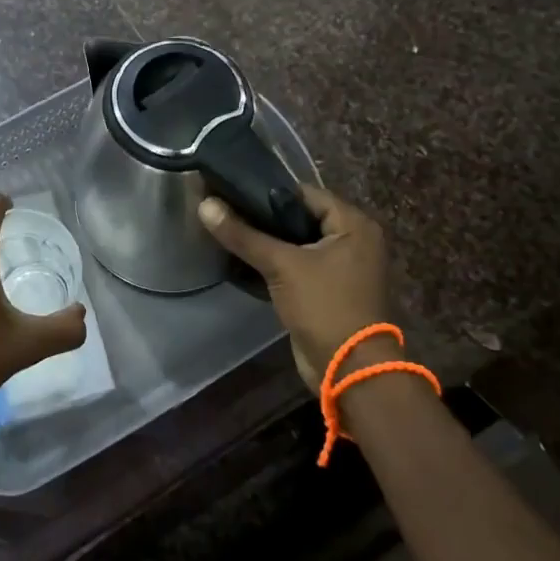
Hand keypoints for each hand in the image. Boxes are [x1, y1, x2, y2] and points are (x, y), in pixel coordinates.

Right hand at [197, 184, 391, 393]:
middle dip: (264, 218)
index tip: (233, 190)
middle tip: (226, 211)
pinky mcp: (327, 290)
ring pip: (297, 244)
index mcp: (354, 225)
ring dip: (267, 242)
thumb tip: (205, 204)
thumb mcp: (282, 265)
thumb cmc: (324, 306)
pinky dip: (275, 263)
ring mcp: (342, 267)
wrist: (348, 370)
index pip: (306, 194)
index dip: (269, 192)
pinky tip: (242, 260)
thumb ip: (243, 235)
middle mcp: (353, 240)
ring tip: (228, 232)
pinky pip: (298, 266)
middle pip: (300, 218)